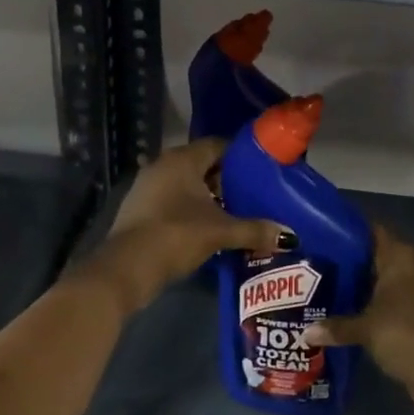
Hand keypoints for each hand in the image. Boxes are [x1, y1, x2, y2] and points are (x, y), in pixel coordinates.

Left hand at [81, 139, 284, 313]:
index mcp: (183, 159)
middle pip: (203, 164)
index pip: (218, 145)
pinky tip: (207, 227)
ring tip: (234, 212)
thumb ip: (254, 230)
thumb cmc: (175, 236)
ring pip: (187, 183)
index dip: (241, 156)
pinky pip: (173, 198)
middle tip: (253, 194)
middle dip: (227, 178)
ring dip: (208, 195)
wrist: (124, 269)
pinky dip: (190, 207)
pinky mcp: (140, 207)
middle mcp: (163, 164)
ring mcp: (148, 186)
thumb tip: (289, 236)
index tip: (262, 171)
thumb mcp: (220, 232)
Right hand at [303, 225, 413, 412]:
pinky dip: (379, 304)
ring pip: (388, 279)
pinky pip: (397, 299)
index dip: (350, 233)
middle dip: (354, 263)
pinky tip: (355, 313)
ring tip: (333, 290)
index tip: (325, 238)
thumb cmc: (402, 334)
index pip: (373, 231)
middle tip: (322, 266)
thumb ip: (336, 326)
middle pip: (379, 255)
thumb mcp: (364, 329)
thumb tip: (306, 333)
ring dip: (366, 286)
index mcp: (402, 256)